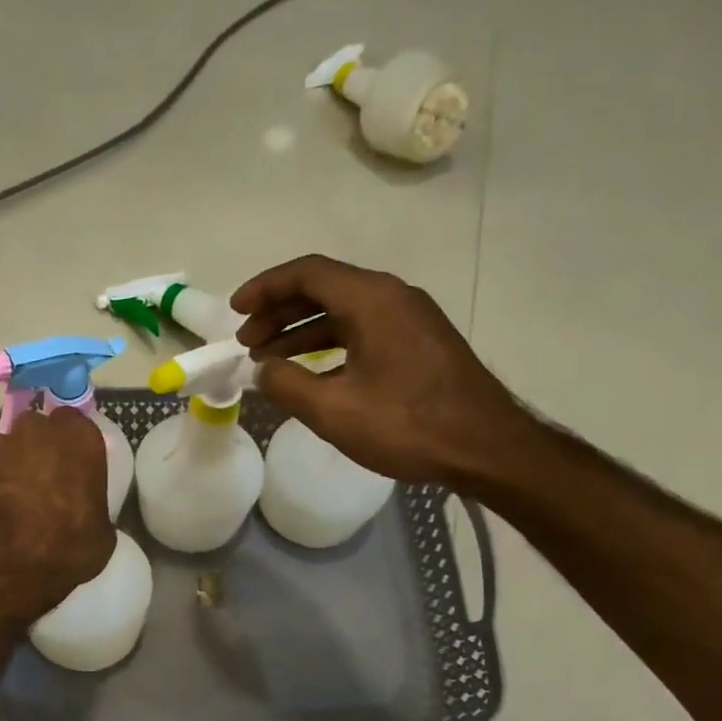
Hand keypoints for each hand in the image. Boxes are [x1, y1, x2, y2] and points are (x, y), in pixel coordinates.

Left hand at [0, 407, 112, 615]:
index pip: (75, 423)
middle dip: (39, 450)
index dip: (71, 445)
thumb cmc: (68, 545)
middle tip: (43, 482)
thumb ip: (91, 505)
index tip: (71, 466)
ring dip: (11, 469)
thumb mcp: (101, 532)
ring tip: (13, 503)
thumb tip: (82, 511)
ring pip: (6, 450)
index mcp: (79, 439)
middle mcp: (37, 431)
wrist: (8, 561)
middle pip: (37, 430)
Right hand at [232, 255, 534, 488]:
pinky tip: (311, 374)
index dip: (264, 288)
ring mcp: (409, 319)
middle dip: (278, 313)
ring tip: (268, 360)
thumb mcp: (334, 410)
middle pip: (323, 289)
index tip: (235, 311)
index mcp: (371, 299)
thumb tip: (262, 370)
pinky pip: (361, 330)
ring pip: (342, 311)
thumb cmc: (407, 425)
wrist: (486, 447)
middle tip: (247, 344)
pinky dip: (328, 344)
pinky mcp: (418, 343)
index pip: (306, 273)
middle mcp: (391, 297)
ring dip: (300, 331)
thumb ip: (287, 385)